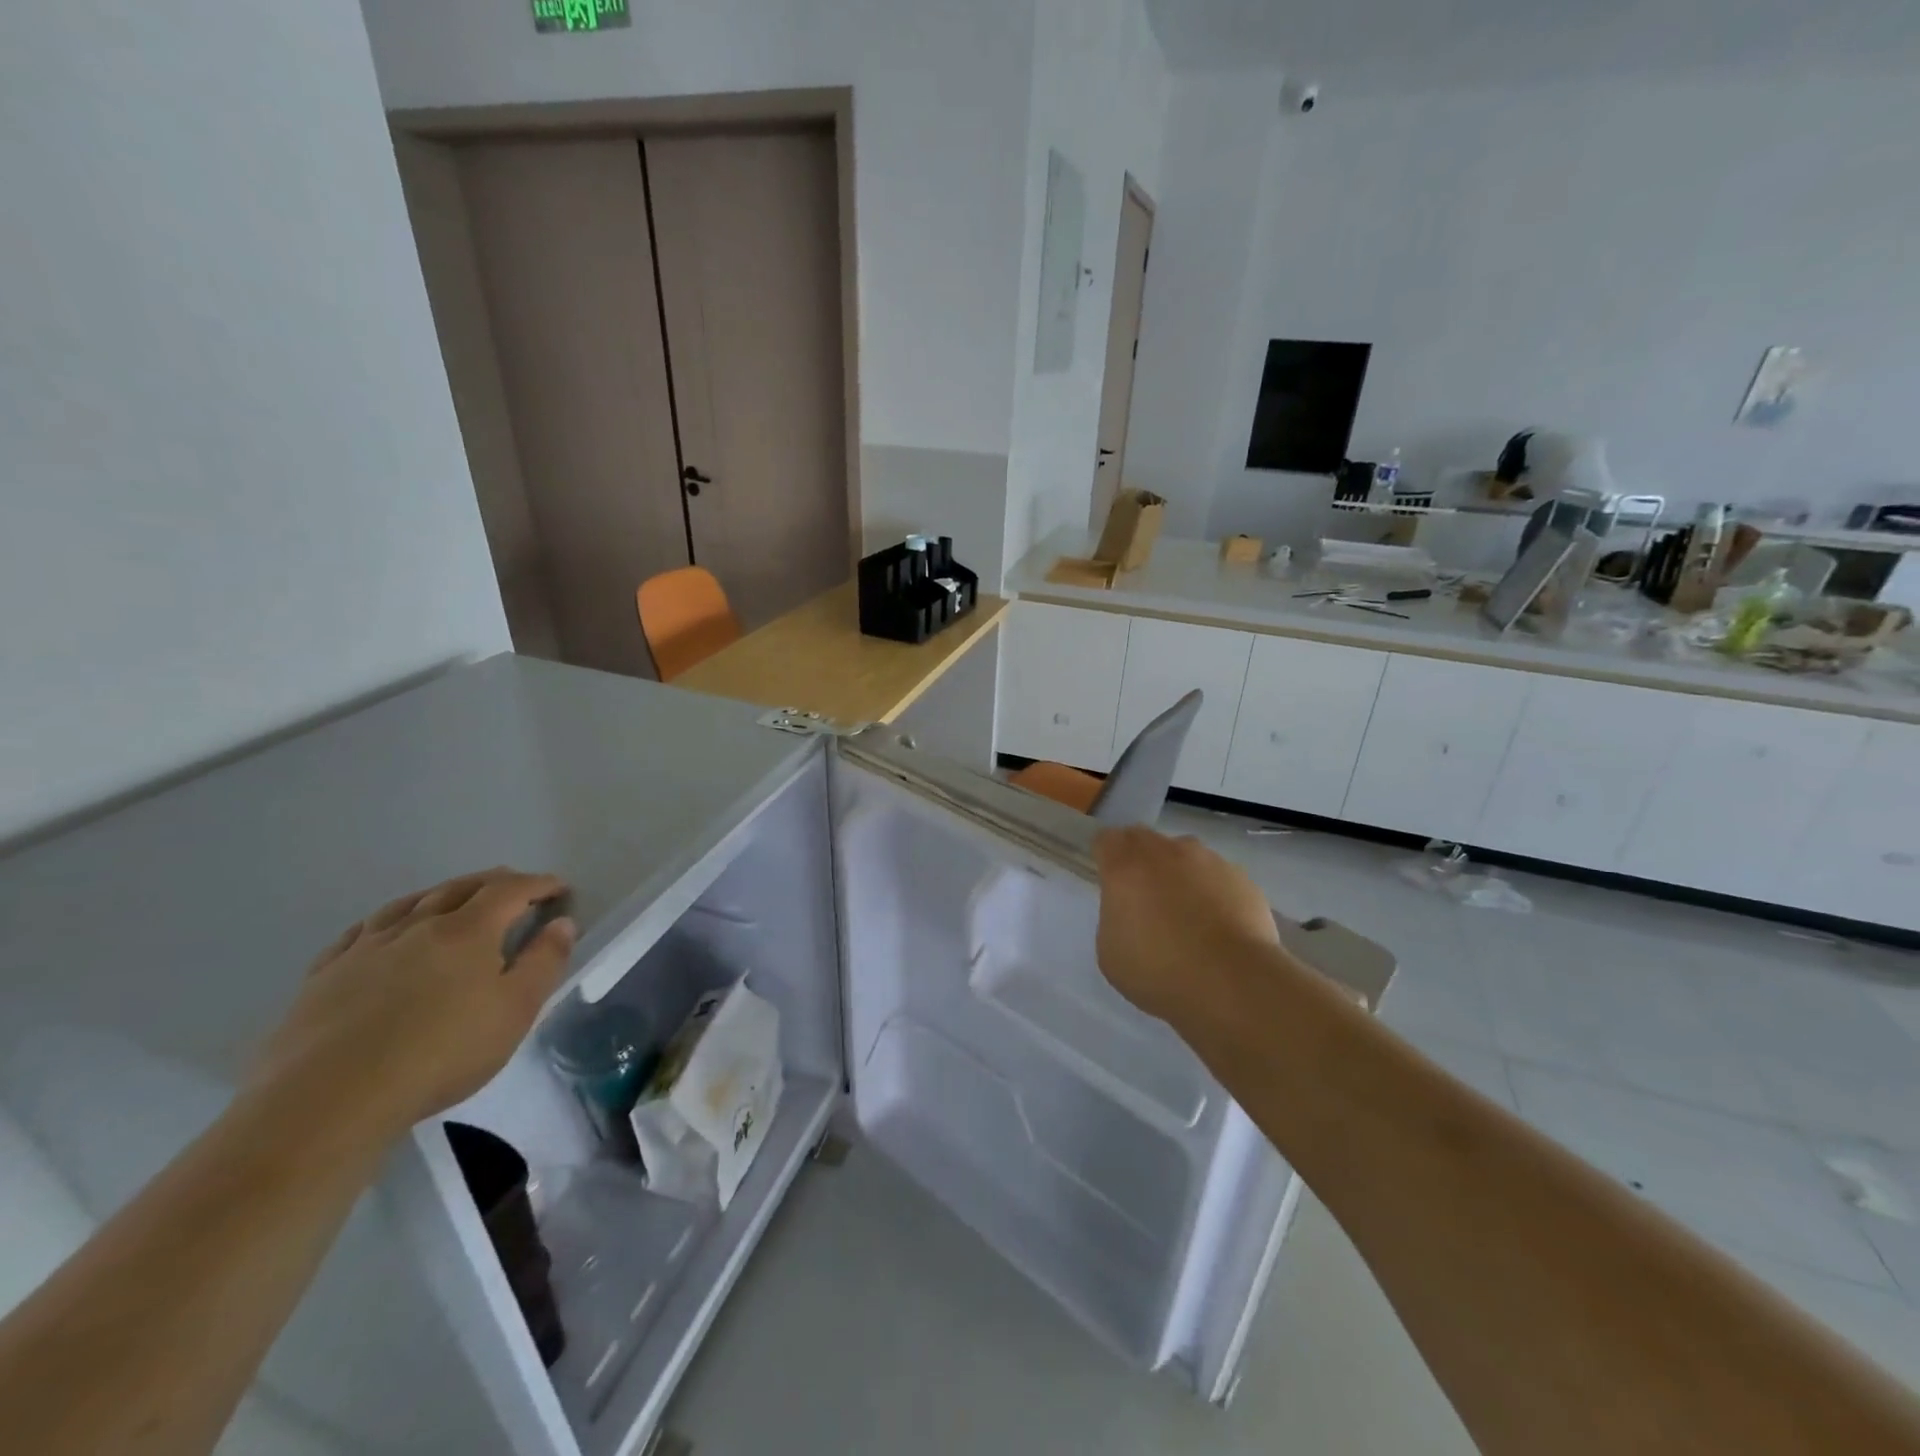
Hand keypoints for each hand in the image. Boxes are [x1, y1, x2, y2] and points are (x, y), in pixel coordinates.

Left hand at [248, 869, 576, 1139]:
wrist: (328, 1100)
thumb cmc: (440, 1053)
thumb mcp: (515, 1011)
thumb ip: (544, 962)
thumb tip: (563, 922)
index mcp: (468, 930)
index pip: (511, 890)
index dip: (538, 884)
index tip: (559, 888)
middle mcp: (418, 925)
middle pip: (461, 887)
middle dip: (494, 882)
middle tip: (514, 886)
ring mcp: (366, 947)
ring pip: (409, 903)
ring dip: (441, 893)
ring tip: (454, 897)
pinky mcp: (325, 974)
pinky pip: (361, 931)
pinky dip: (387, 919)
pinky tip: (384, 929)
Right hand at [1092, 827, 1280, 1024]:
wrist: (1232, 983)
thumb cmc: (1158, 971)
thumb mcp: (1110, 951)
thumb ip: (1115, 917)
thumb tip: (1130, 911)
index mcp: (1126, 866)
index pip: (1106, 839)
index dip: (1105, 857)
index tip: (1109, 881)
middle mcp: (1166, 852)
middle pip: (1145, 839)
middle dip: (1140, 860)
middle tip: (1144, 896)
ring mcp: (1208, 861)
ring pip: (1185, 854)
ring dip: (1179, 873)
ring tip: (1188, 913)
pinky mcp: (1242, 879)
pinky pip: (1218, 876)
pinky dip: (1213, 892)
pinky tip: (1219, 926)